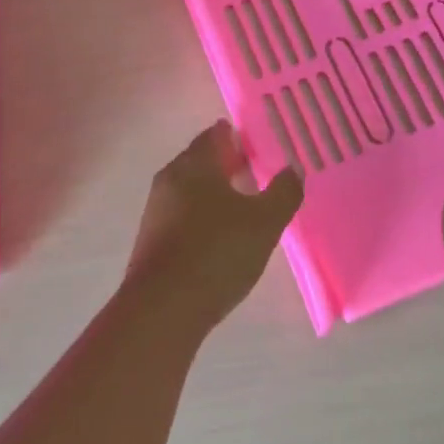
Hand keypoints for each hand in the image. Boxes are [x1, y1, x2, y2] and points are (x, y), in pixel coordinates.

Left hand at [124, 121, 303, 332]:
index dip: (238, 137)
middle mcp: (170, 178)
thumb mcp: (264, 223)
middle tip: (256, 173)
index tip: (260, 146)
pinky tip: (218, 237)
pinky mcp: (151, 239)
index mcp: (195, 164)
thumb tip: (293, 169)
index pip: (216, 135)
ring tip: (243, 207)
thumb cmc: (217, 253)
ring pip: (190, 188)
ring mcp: (156, 209)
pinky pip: (181, 214)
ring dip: (214, 191)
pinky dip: (201, 215)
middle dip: (227, 164)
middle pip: (200, 160)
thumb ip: (283, 192)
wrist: (161, 309)